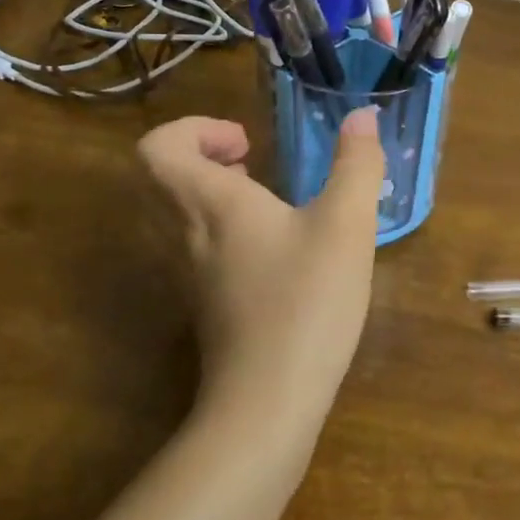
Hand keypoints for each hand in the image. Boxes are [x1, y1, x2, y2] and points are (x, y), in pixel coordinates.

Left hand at [138, 112, 384, 427]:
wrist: (268, 402)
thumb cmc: (306, 301)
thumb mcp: (346, 226)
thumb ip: (357, 166)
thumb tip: (362, 116)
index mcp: (210, 204)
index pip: (157, 148)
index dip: (193, 129)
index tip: (246, 142)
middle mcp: (185, 234)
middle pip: (161, 178)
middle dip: (205, 156)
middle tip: (252, 161)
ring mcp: (189, 275)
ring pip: (177, 215)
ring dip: (214, 193)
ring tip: (266, 199)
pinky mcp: (205, 306)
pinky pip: (196, 247)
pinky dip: (223, 230)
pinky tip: (276, 250)